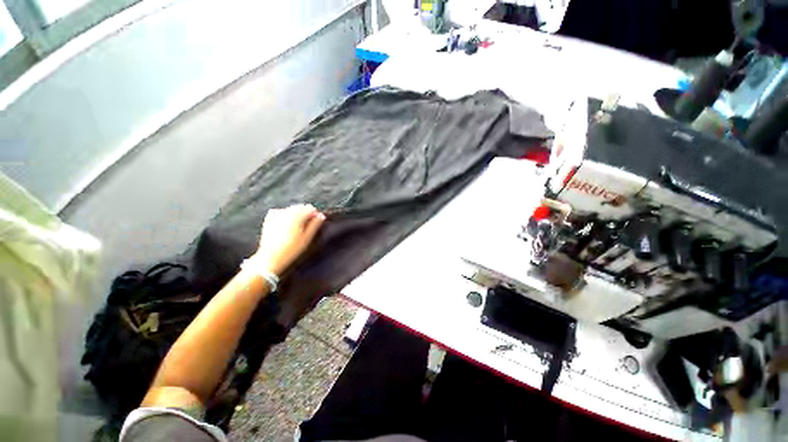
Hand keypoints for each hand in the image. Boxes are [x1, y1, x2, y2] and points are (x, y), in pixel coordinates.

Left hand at [252, 204, 325, 276]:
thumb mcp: (306, 238)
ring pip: (290, 209)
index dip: (315, 214)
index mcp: (297, 216)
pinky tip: (286, 222)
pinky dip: (285, 214)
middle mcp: (286, 212)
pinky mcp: (268, 220)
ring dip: (296, 213)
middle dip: (306, 213)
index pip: (310, 208)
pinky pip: (279, 211)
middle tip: (309, 225)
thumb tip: (321, 216)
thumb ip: (314, 225)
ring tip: (299, 225)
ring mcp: (276, 215)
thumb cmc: (291, 249)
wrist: (270, 258)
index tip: (317, 222)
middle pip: (300, 207)